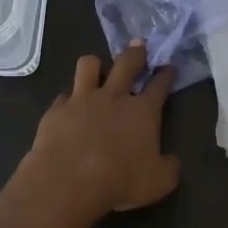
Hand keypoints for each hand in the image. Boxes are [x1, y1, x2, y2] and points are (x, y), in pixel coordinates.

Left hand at [23, 42, 179, 216]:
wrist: (68, 181)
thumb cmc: (120, 181)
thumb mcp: (159, 182)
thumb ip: (168, 168)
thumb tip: (170, 162)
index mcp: (143, 111)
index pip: (159, 86)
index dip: (166, 75)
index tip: (169, 66)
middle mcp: (114, 97)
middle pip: (127, 63)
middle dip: (135, 52)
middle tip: (138, 44)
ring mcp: (82, 100)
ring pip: (89, 65)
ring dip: (95, 65)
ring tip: (96, 68)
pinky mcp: (56, 110)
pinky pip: (63, 96)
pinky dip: (68, 100)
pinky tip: (68, 108)